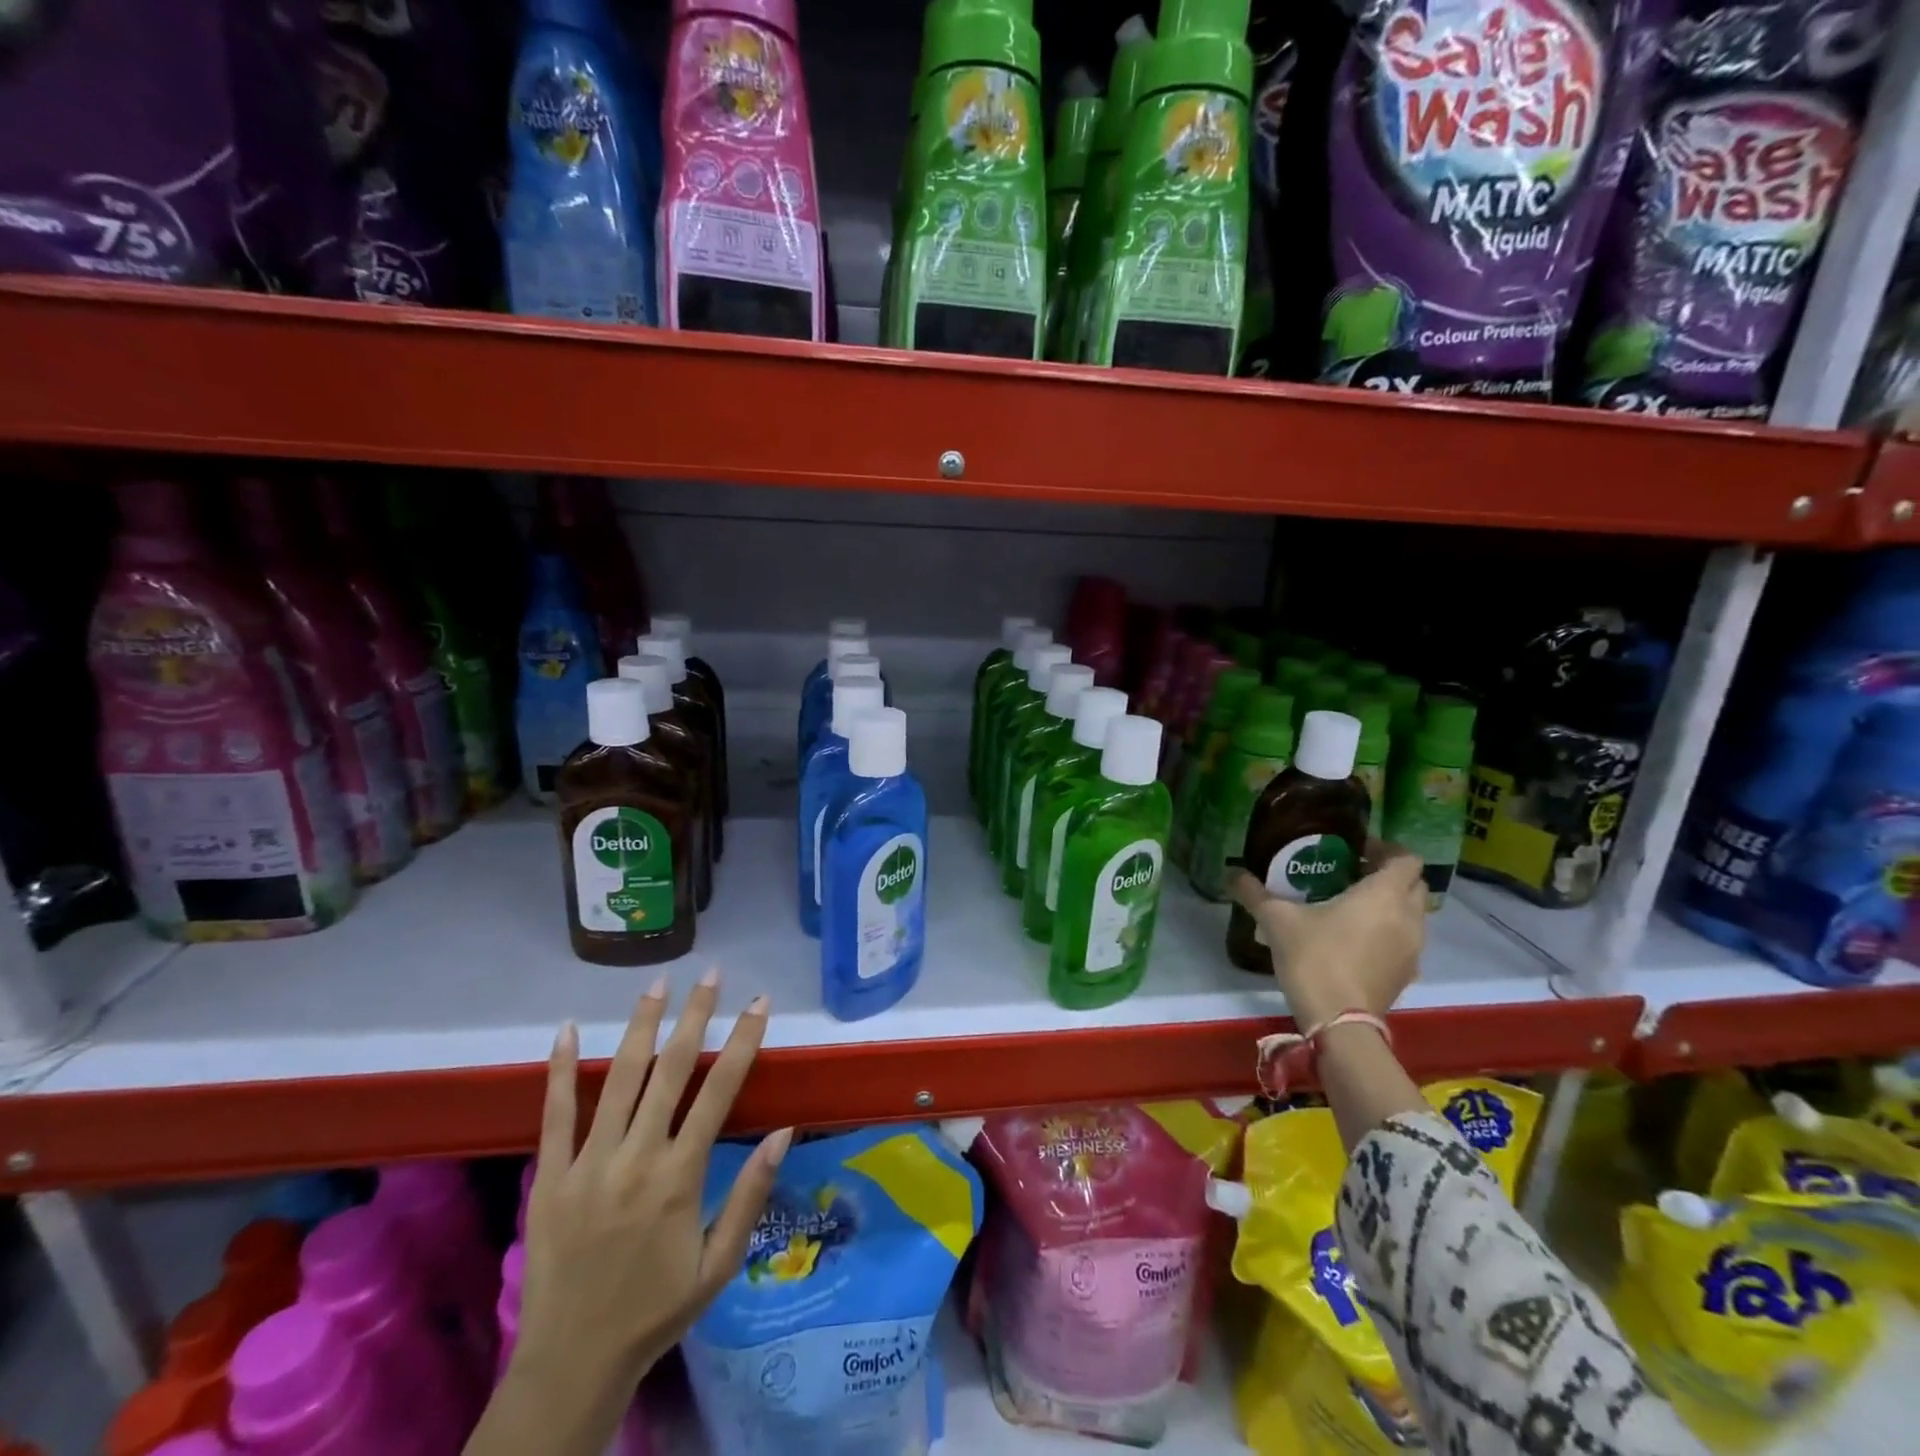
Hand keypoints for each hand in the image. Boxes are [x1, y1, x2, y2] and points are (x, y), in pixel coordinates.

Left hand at [517, 970, 790, 1389]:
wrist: (571, 1364)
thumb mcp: (718, 1264)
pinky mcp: (549, 1177)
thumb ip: (750, 1196)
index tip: (758, 1003)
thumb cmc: (655, 1311)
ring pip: (618, 1079)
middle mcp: (636, 1158)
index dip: (743, 1041)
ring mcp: (588, 1164)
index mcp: (680, 1177)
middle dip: (695, 1016)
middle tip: (711, 975)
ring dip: (640, 1027)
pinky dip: (559, 1070)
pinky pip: (554, 1114)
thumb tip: (784, 1132)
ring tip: (657, 985)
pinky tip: (564, 1031)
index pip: (719, 1091)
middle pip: (671, 1071)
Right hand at [1228, 843, 1427, 1026]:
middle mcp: (1407, 916)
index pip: (1406, 858)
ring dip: (1392, 904)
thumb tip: (1231, 872)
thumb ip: (1254, 893)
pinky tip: (1356, 939)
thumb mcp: (1276, 920)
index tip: (1357, 850)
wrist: (1339, 1021)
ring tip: (1353, 906)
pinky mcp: (1407, 973)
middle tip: (1353, 873)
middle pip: (1414, 884)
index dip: (1386, 848)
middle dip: (1390, 875)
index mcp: (1383, 894)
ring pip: (1413, 913)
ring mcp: (1413, 948)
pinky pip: (1406, 940)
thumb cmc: (1314, 958)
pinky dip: (1390, 931)